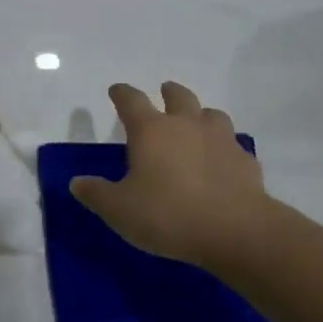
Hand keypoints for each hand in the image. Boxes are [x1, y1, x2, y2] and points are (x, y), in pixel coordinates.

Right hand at [70, 81, 271, 268]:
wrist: (236, 231)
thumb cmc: (169, 215)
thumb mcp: (120, 210)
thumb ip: (96, 194)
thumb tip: (77, 182)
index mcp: (151, 131)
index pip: (131, 100)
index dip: (122, 93)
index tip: (116, 90)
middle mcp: (186, 125)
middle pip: (178, 96)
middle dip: (168, 92)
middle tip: (164, 92)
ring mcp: (220, 140)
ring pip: (211, 114)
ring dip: (201, 115)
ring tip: (196, 123)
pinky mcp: (245, 161)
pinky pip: (232, 146)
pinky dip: (224, 148)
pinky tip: (222, 162)